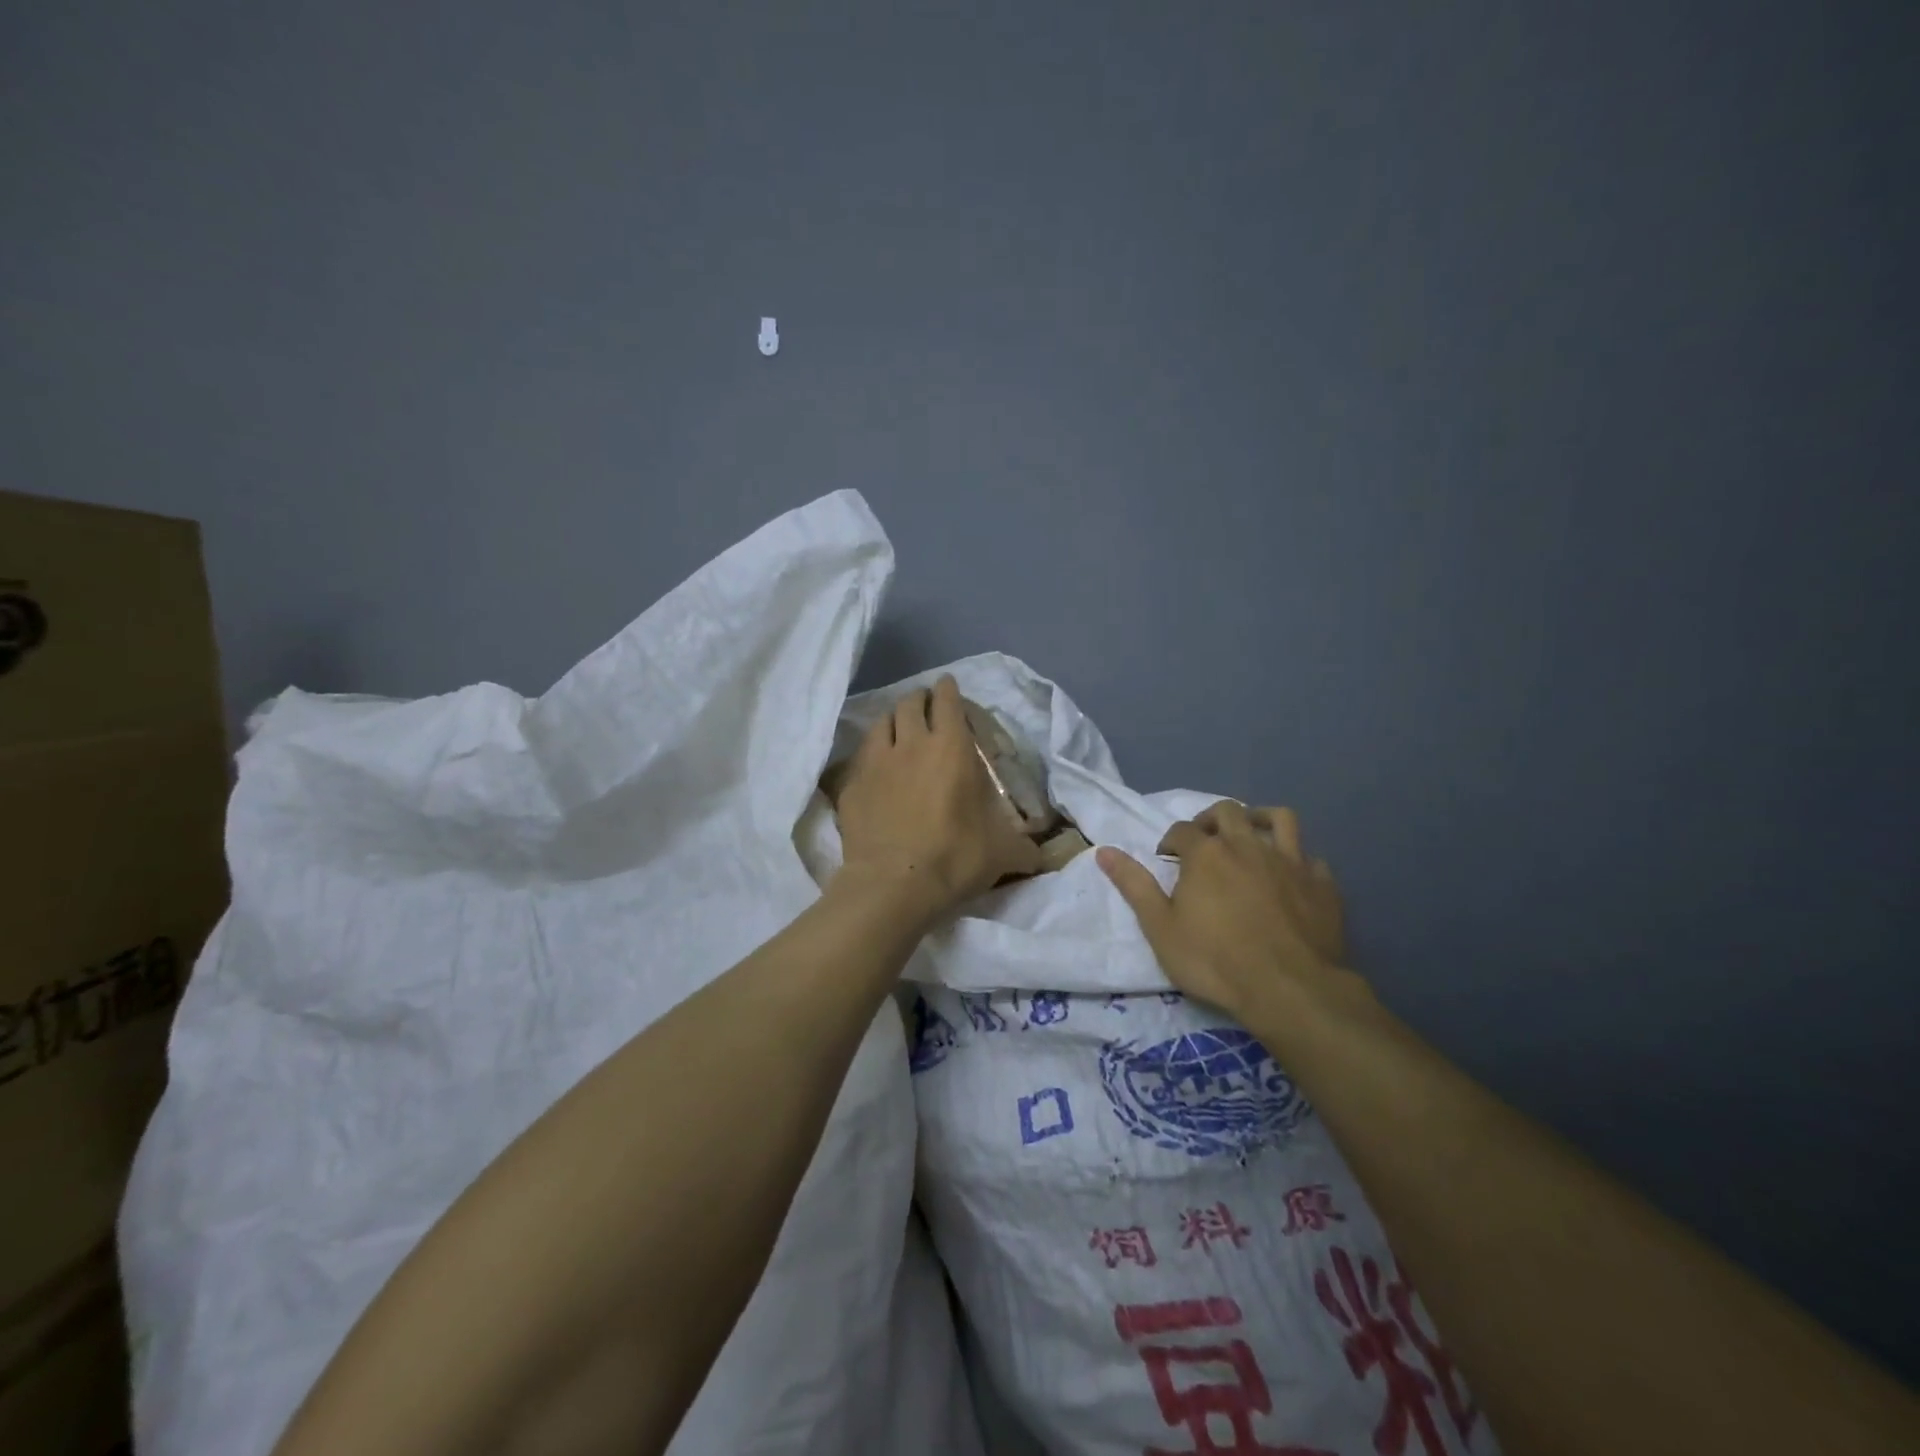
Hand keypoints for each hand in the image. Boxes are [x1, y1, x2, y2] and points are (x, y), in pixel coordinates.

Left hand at [834, 676, 1042, 923]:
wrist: (893, 884)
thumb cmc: (954, 858)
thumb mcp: (1002, 854)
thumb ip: (1024, 849)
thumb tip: (1045, 857)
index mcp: (951, 748)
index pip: (947, 701)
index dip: (948, 690)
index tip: (948, 686)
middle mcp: (911, 744)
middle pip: (910, 703)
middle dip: (919, 700)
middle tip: (926, 708)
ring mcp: (876, 761)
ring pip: (881, 722)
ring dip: (892, 720)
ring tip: (898, 730)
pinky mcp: (852, 783)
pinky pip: (861, 755)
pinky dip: (871, 754)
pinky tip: (875, 767)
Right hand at [1096, 802, 1353, 1022]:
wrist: (1288, 989)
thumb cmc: (1214, 961)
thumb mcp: (1160, 928)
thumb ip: (1134, 886)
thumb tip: (1104, 851)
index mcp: (1206, 854)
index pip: (1181, 830)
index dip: (1170, 841)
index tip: (1167, 860)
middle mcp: (1247, 845)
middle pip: (1227, 812)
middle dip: (1211, 820)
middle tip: (1204, 842)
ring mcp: (1289, 861)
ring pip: (1278, 818)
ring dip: (1259, 819)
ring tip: (1250, 835)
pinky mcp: (1321, 883)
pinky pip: (1310, 857)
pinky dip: (1297, 860)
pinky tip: (1290, 876)